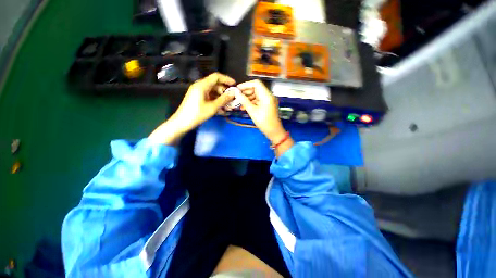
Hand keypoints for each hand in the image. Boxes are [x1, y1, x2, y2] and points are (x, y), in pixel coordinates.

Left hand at [149, 73, 235, 144]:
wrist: (181, 122)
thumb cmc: (196, 114)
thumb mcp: (212, 107)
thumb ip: (224, 99)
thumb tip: (234, 93)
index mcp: (202, 85)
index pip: (217, 76)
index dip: (227, 79)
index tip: (235, 85)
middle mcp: (199, 85)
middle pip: (214, 83)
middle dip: (224, 90)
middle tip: (231, 98)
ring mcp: (196, 91)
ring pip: (211, 89)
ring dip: (220, 96)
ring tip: (226, 105)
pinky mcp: (195, 96)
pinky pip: (207, 94)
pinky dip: (214, 99)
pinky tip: (219, 108)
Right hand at [235, 80, 293, 156]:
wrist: (274, 131)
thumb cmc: (263, 121)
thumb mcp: (252, 111)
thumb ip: (244, 100)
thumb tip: (236, 93)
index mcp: (266, 95)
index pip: (256, 83)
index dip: (246, 84)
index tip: (238, 89)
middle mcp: (268, 95)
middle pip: (256, 88)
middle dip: (245, 91)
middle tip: (236, 96)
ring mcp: (268, 100)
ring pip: (256, 94)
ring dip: (247, 97)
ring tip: (238, 103)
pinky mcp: (267, 104)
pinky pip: (258, 100)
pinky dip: (251, 102)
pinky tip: (243, 107)